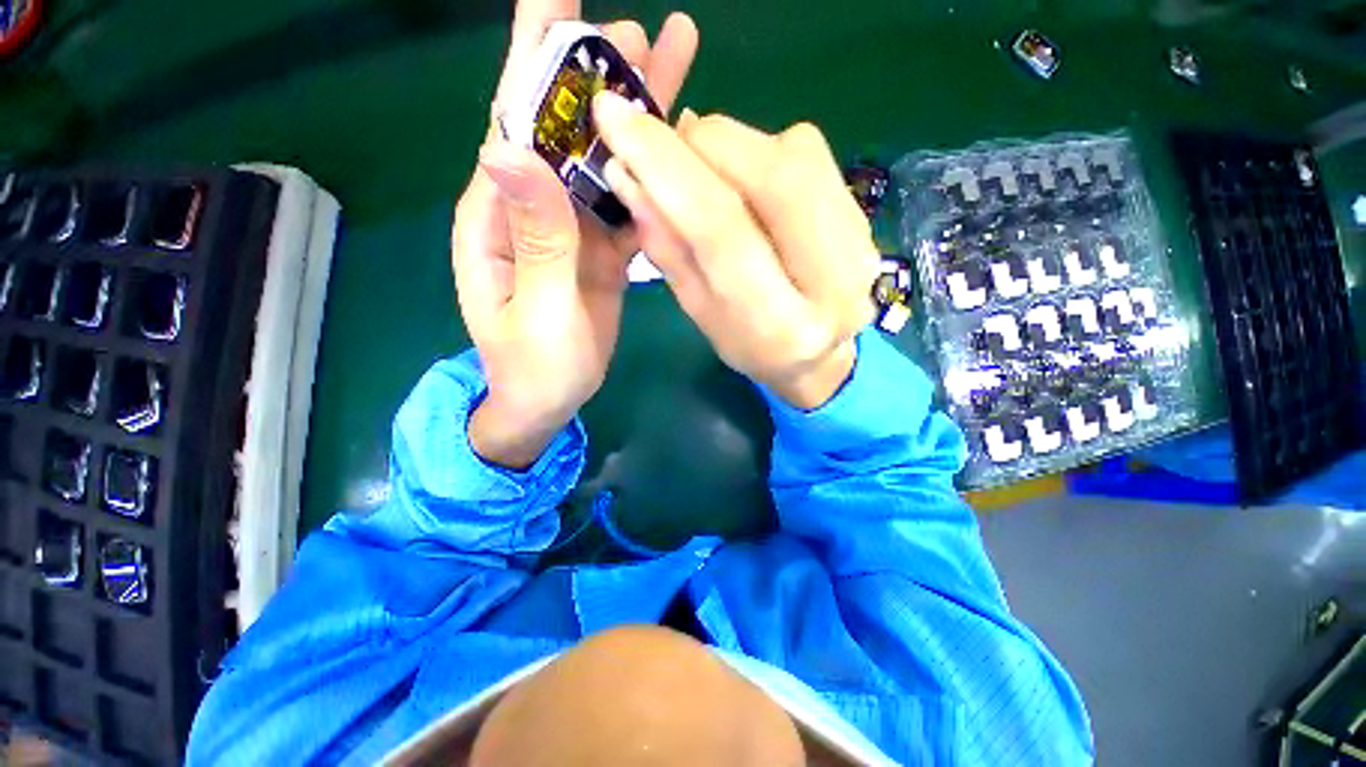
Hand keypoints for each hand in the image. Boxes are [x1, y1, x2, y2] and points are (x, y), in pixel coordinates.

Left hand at [453, 0, 697, 467]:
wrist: (548, 399)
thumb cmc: (533, 366)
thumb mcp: (534, 308)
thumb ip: (532, 237)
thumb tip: (509, 146)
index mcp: (501, 213)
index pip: (514, 119)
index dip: (536, 59)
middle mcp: (534, 208)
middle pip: (565, 128)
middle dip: (596, 73)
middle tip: (639, 30)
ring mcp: (572, 228)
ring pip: (602, 161)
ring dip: (632, 116)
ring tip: (667, 67)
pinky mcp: (599, 250)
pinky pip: (625, 201)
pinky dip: (648, 174)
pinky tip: (675, 150)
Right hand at [593, 97, 878, 409]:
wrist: (819, 353)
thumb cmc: (749, 345)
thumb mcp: (699, 311)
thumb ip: (668, 248)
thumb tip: (626, 173)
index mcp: (780, 326)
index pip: (722, 230)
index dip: (666, 167)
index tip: (614, 117)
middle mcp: (835, 281)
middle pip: (770, 176)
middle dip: (702, 143)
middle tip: (662, 143)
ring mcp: (861, 240)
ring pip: (793, 152)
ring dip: (730, 143)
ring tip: (701, 168)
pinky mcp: (864, 211)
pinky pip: (808, 153)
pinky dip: (759, 148)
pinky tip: (743, 178)